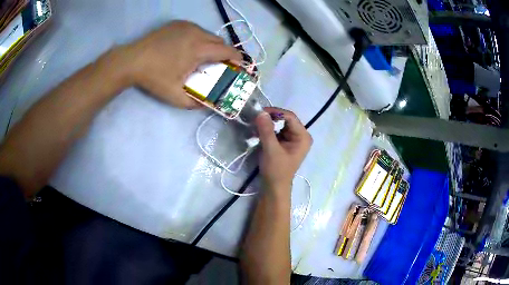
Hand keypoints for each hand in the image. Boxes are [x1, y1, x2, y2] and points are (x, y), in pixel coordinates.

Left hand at [122, 21, 241, 108]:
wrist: (132, 60)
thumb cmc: (154, 77)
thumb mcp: (175, 97)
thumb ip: (195, 104)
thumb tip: (208, 105)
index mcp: (199, 49)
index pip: (228, 51)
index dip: (237, 59)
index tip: (239, 66)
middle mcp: (196, 33)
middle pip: (220, 41)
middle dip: (224, 52)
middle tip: (218, 65)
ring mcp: (186, 26)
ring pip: (208, 34)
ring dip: (211, 45)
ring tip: (202, 57)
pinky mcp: (177, 24)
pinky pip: (196, 29)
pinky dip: (199, 38)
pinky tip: (188, 48)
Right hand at [255, 107, 312, 191]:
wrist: (274, 187)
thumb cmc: (276, 170)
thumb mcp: (271, 149)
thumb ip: (266, 130)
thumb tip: (260, 112)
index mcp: (303, 137)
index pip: (290, 117)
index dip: (275, 112)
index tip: (259, 112)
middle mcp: (301, 136)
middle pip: (285, 119)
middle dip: (271, 118)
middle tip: (256, 118)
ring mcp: (293, 139)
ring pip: (280, 125)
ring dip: (268, 124)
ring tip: (255, 125)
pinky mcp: (286, 143)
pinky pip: (277, 131)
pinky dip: (268, 130)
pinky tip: (258, 132)